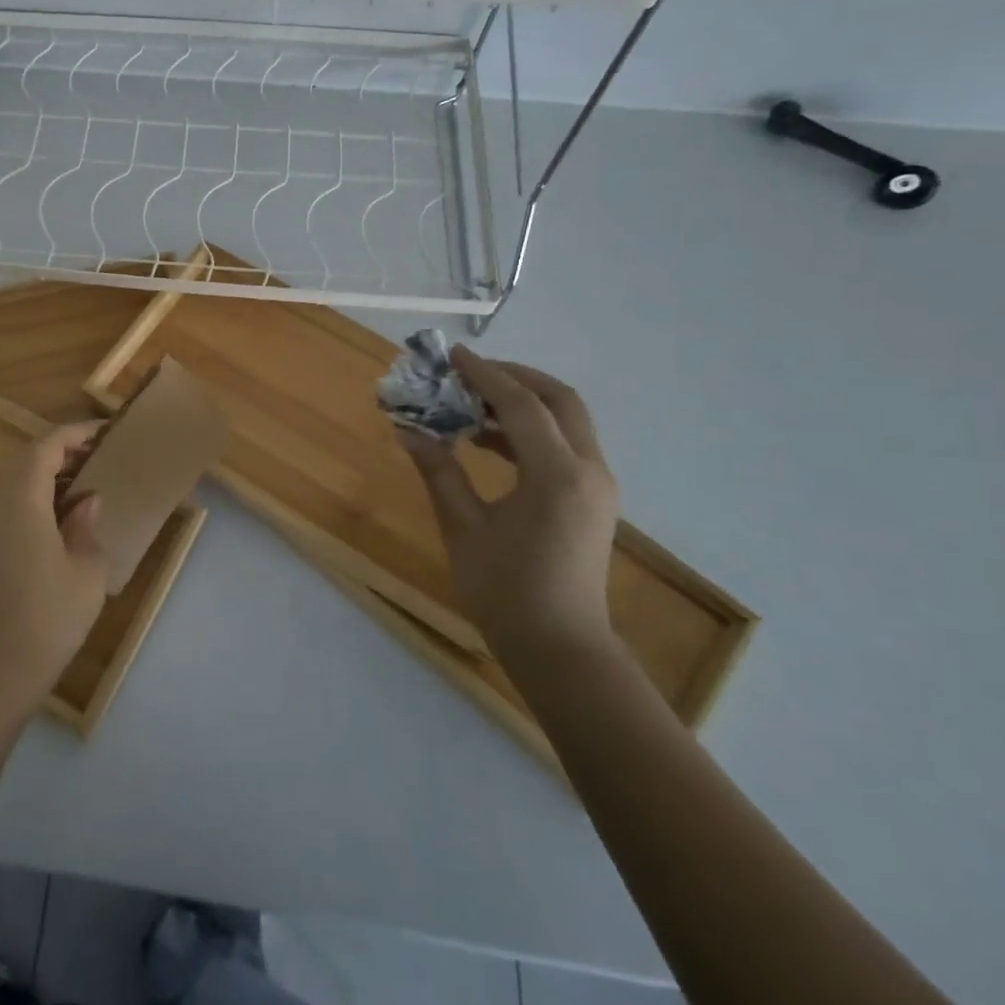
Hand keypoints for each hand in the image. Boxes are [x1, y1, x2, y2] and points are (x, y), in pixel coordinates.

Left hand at [0, 423, 109, 708]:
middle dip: (61, 452)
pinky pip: (12, 507)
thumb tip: (86, 501)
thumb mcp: (87, 568)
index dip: (73, 434)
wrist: (0, 668)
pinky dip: (38, 498)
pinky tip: (63, 519)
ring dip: (48, 475)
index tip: (103, 433)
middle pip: (26, 462)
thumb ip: (87, 525)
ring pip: (17, 484)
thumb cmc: (51, 615)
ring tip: (86, 485)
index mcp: (23, 503)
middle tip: (97, 457)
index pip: (44, 449)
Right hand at [398, 346, 618, 659]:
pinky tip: (487, 442)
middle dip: (514, 377)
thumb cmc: (506, 591)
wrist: (560, 648)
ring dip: (522, 403)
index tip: (451, 356)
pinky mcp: (592, 500)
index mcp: (557, 475)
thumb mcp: (463, 528)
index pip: (521, 404)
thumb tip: (407, 430)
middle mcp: (587, 470)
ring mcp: (596, 485)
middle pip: (559, 400)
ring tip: (469, 404)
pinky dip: (529, 431)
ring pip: (566, 421)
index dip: (484, 374)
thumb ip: (439, 471)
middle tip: (468, 374)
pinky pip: (564, 446)